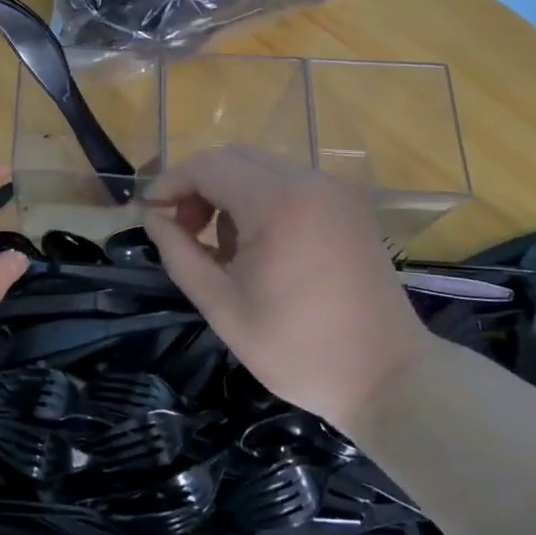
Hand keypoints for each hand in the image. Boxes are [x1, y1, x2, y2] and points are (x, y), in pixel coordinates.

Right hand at [142, 146, 434, 433]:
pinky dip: (259, 200)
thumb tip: (153, 218)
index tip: (148, 214)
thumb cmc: (298, 349)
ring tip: (220, 248)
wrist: (387, 376)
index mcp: (278, 203)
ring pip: (260, 168)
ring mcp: (334, 191)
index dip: (170, 184)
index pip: (207, 167)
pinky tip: (257, 246)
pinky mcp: (348, 206)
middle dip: (197, 186)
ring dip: (227, 193)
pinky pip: (289, 184)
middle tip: (181, 231)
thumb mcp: (222, 306)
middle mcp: (309, 182)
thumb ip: (179, 254)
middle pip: (233, 158)